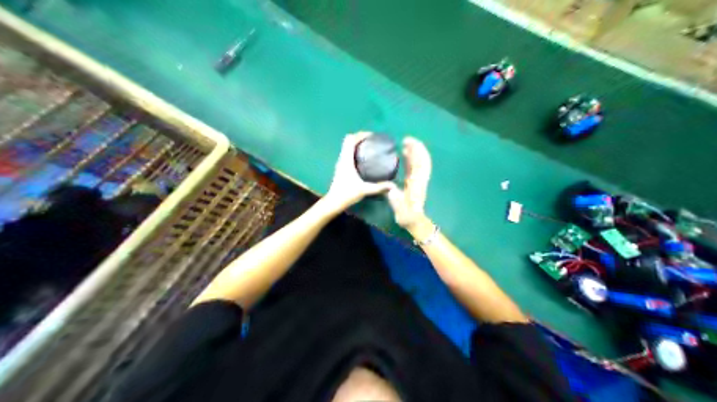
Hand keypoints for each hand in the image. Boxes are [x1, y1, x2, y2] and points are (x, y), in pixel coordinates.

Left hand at [324, 132, 393, 213]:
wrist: (333, 202)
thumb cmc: (347, 194)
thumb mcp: (364, 190)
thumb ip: (379, 187)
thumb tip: (393, 185)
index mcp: (346, 160)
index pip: (350, 140)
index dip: (360, 134)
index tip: (372, 135)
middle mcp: (342, 158)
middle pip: (348, 140)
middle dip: (360, 137)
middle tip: (372, 140)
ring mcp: (341, 163)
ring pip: (347, 146)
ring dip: (357, 143)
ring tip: (370, 146)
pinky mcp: (341, 168)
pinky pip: (348, 153)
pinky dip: (355, 150)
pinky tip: (364, 158)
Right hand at [387, 136, 429, 227]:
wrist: (414, 222)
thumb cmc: (407, 217)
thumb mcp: (402, 211)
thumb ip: (397, 201)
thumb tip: (391, 189)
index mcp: (417, 184)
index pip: (420, 165)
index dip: (416, 153)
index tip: (409, 144)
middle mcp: (419, 179)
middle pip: (421, 160)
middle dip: (416, 148)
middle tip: (406, 139)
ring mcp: (417, 180)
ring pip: (418, 162)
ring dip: (414, 151)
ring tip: (405, 142)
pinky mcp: (413, 182)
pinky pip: (414, 166)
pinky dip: (411, 158)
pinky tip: (404, 153)